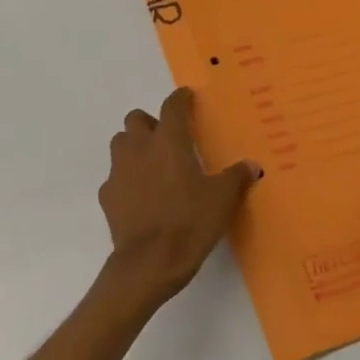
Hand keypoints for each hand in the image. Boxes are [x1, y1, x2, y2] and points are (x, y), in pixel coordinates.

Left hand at [97, 87, 260, 310]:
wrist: (149, 262)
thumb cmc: (190, 222)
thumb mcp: (222, 200)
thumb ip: (236, 177)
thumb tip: (252, 166)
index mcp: (169, 142)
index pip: (172, 106)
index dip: (180, 99)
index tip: (187, 97)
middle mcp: (140, 148)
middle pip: (136, 119)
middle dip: (150, 123)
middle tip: (168, 140)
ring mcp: (119, 170)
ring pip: (121, 143)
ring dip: (134, 147)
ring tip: (152, 165)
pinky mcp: (107, 195)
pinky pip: (115, 177)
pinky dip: (126, 179)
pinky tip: (141, 196)